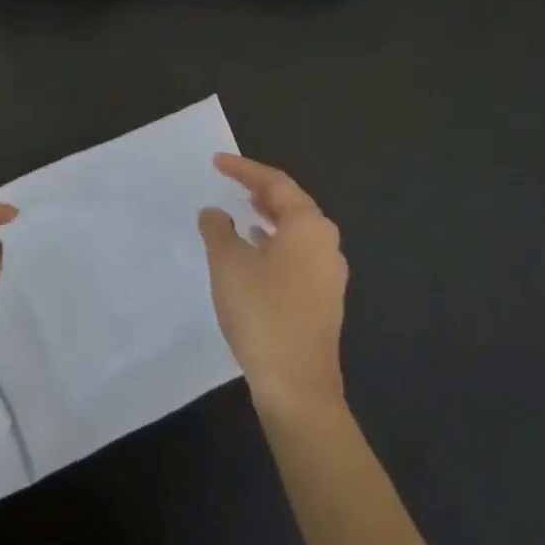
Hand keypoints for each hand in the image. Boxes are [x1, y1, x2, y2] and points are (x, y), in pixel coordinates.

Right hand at [199, 155, 348, 415]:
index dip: (244, 169)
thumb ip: (218, 229)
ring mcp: (329, 273)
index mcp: (309, 226)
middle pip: (293, 204)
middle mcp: (326, 243)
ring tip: (244, 211)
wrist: (296, 382)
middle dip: (261, 190)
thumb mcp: (228, 263)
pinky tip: (257, 254)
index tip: (217, 162)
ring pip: (297, 231)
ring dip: (270, 217)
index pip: (276, 183)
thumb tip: (215, 213)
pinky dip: (276, 243)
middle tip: (233, 182)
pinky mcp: (324, 299)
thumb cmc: (262, 311)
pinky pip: (298, 255)